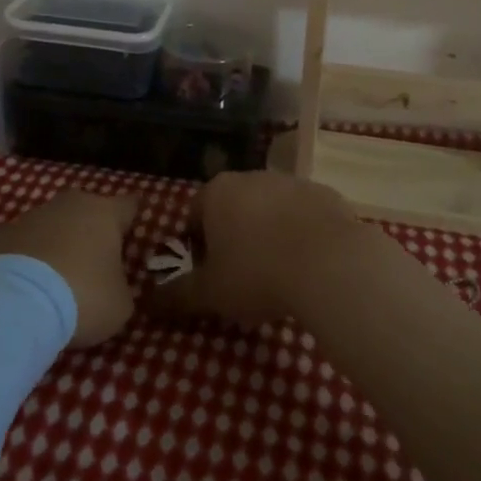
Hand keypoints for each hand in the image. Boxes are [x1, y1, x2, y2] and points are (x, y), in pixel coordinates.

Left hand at [0, 189, 141, 347]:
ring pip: (51, 225)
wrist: (15, 304)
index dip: (132, 220)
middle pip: (86, 210)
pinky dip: (25, 259)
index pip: (129, 205)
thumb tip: (112, 285)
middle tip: (92, 262)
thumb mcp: (120, 304)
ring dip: (55, 244)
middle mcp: (69, 204)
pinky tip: (24, 286)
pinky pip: (21, 244)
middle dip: (89, 231)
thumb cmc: (82, 297)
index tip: (132, 233)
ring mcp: (30, 216)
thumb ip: (120, 286)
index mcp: (104, 213)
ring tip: (54, 280)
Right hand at [150, 170, 366, 325]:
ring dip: (269, 234)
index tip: (207, 274)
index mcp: (218, 192)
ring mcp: (292, 182)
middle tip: (241, 278)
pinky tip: (310, 266)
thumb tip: (149, 304)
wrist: (331, 265)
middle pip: (233, 207)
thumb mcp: (210, 293)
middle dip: (233, 237)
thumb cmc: (257, 274)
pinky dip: (302, 235)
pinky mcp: (326, 194)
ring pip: (271, 209)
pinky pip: (305, 216)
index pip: (195, 213)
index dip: (196, 245)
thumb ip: (177, 295)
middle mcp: (253, 177)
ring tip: (279, 275)